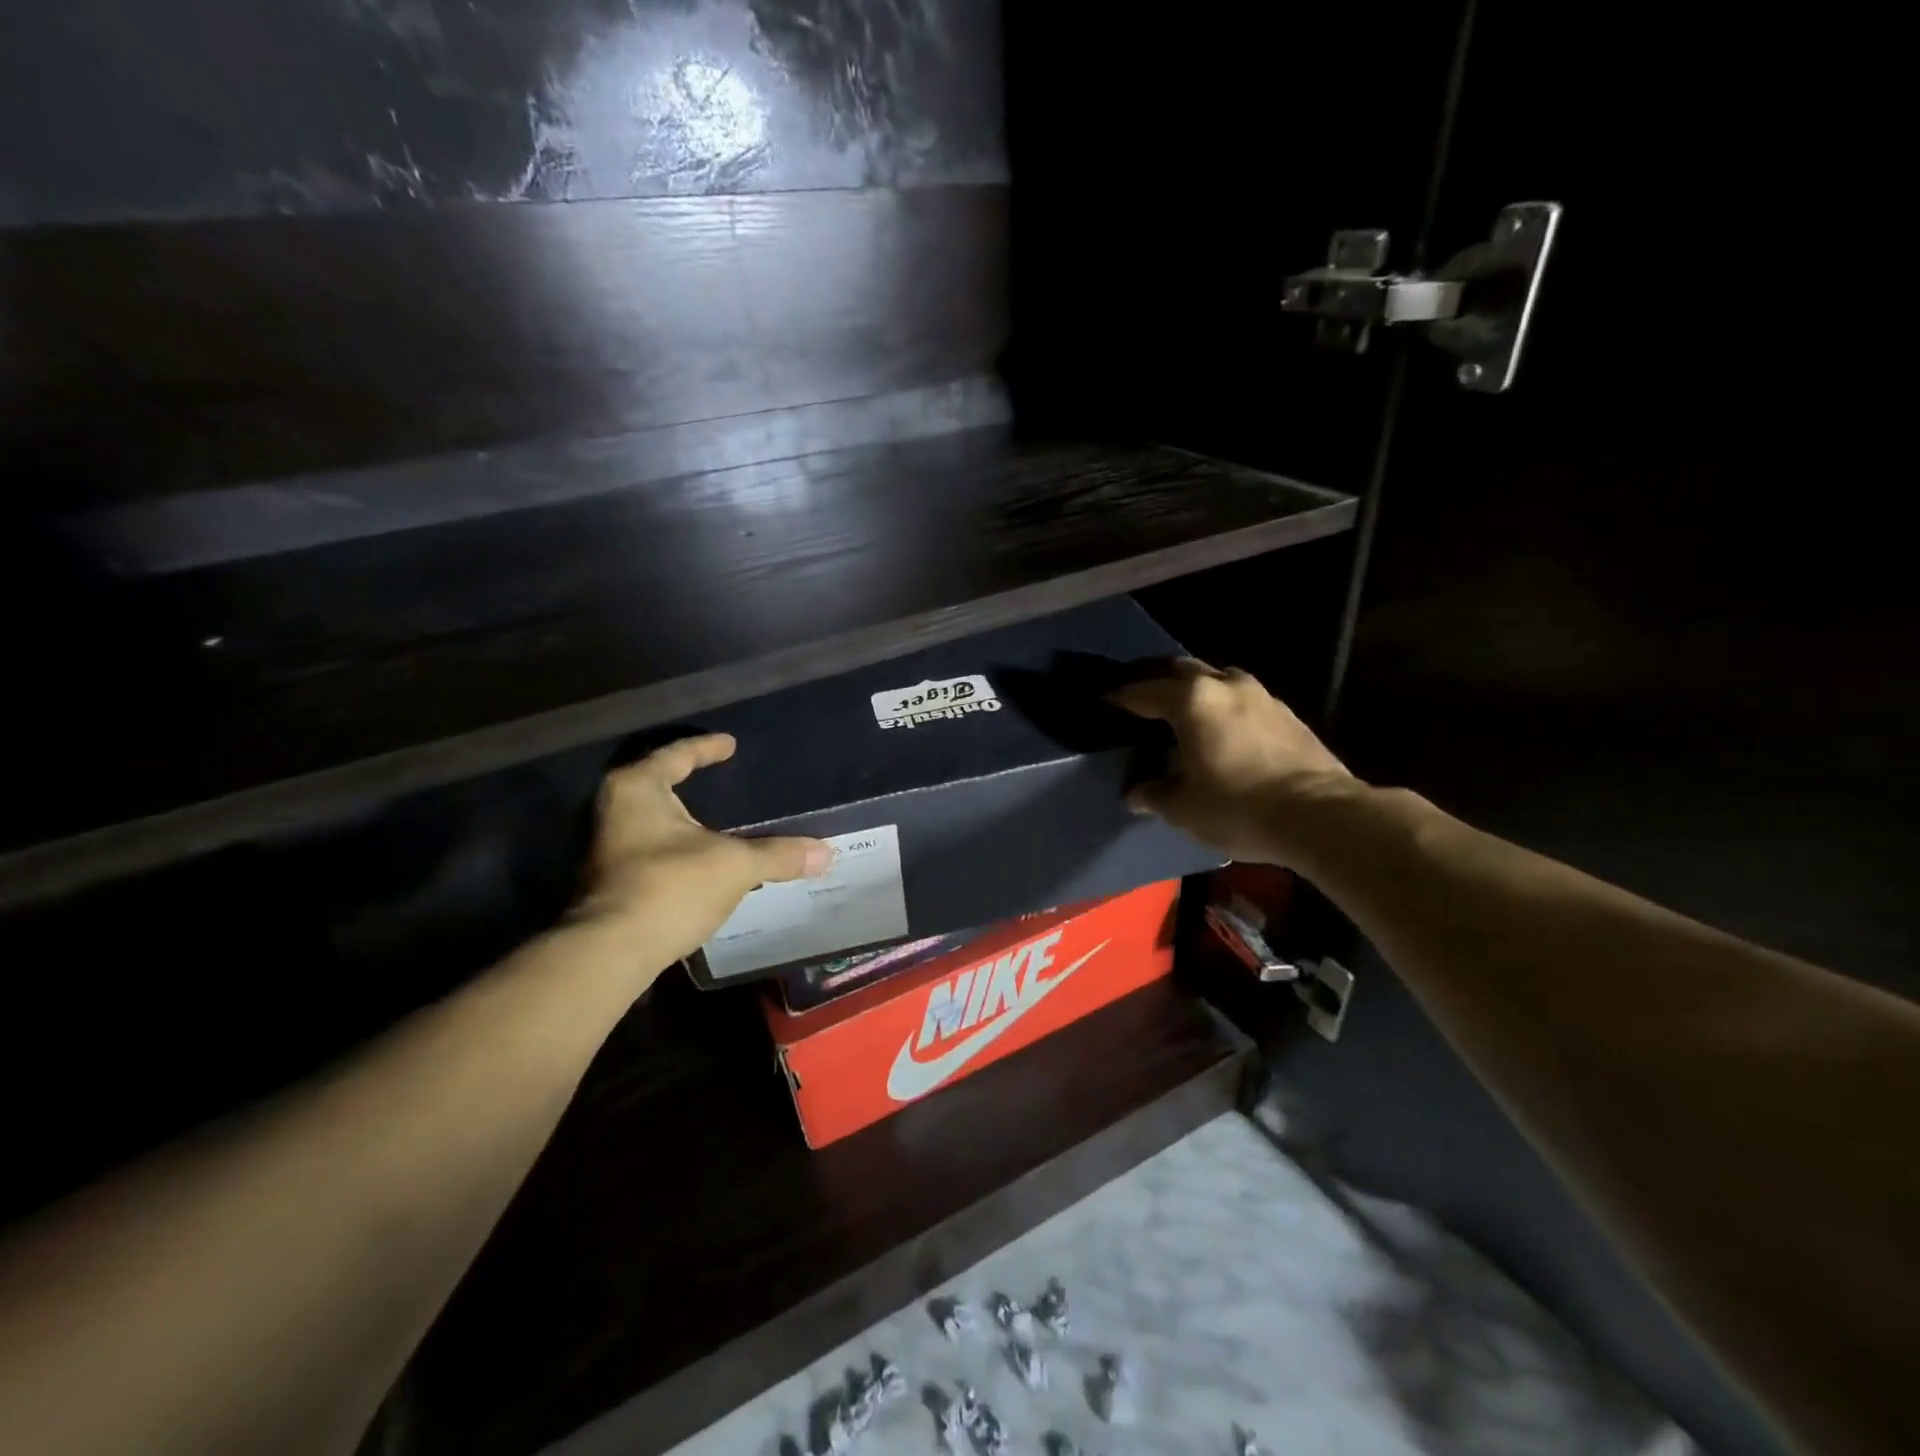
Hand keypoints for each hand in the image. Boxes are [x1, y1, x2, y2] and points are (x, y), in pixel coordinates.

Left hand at [570, 734, 832, 967]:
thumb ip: (778, 855)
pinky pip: (651, 850)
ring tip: (716, 820)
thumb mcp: (735, 866)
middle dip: (688, 781)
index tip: (730, 744)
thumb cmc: (671, 886)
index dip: (707, 748)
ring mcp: (608, 849)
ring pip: (651, 821)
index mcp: (638, 789)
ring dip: (682, 820)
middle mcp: (615, 811)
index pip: (677, 755)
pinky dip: (677, 848)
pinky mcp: (610, 882)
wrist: (611, 952)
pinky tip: (701, 860)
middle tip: (720, 777)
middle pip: (657, 785)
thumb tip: (826, 852)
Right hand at [1112, 659, 1355, 862]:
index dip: (1120, 697)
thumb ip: (1154, 794)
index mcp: (1191, 700)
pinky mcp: (1286, 713)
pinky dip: (1222, 705)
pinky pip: (1241, 698)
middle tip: (1139, 696)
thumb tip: (1135, 794)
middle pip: (1181, 670)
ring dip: (1195, 689)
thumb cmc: (1238, 806)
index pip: (1143, 691)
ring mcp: (1260, 695)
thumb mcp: (1183, 808)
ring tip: (1181, 709)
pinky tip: (1220, 728)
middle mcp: (1225, 685)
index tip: (1103, 700)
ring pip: (1216, 679)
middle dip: (1156, 680)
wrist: (1319, 815)